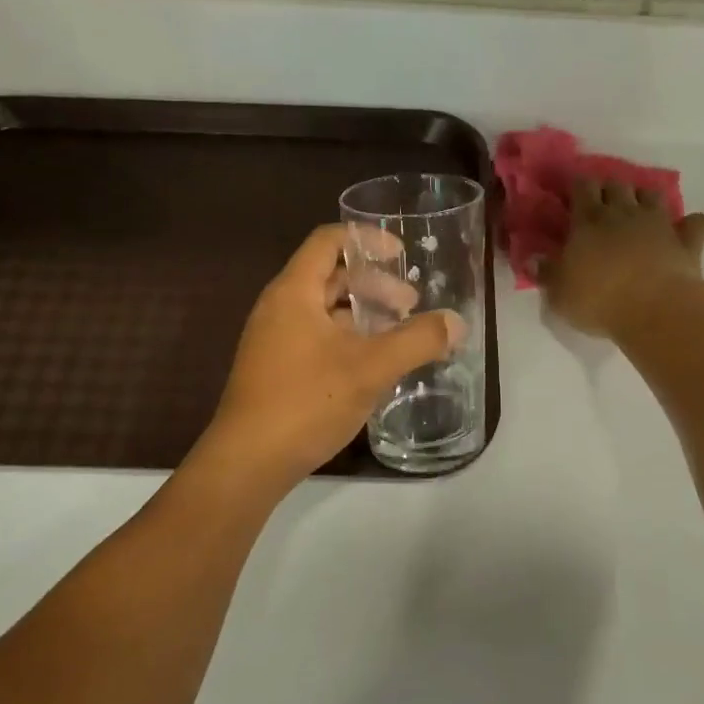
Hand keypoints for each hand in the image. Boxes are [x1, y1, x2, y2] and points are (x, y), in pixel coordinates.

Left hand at [202, 225, 465, 485]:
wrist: (247, 462)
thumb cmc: (307, 402)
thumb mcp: (371, 369)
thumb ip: (417, 341)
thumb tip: (457, 323)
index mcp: (294, 292)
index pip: (328, 241)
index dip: (367, 240)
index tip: (401, 255)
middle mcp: (279, 308)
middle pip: (329, 276)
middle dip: (373, 285)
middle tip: (410, 306)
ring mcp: (273, 340)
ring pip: (324, 311)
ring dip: (362, 316)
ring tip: (398, 336)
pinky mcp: (275, 369)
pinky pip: (316, 337)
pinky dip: (347, 339)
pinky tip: (371, 366)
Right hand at [539, 179, 703, 340]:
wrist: (655, 310)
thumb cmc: (598, 300)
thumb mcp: (559, 293)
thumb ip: (546, 273)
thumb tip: (531, 259)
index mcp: (588, 221)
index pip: (582, 188)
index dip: (578, 185)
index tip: (573, 190)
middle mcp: (623, 213)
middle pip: (616, 185)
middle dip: (608, 188)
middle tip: (602, 201)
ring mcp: (658, 224)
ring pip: (652, 195)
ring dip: (644, 198)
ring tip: (638, 209)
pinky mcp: (686, 241)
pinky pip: (694, 223)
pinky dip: (689, 223)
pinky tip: (686, 227)